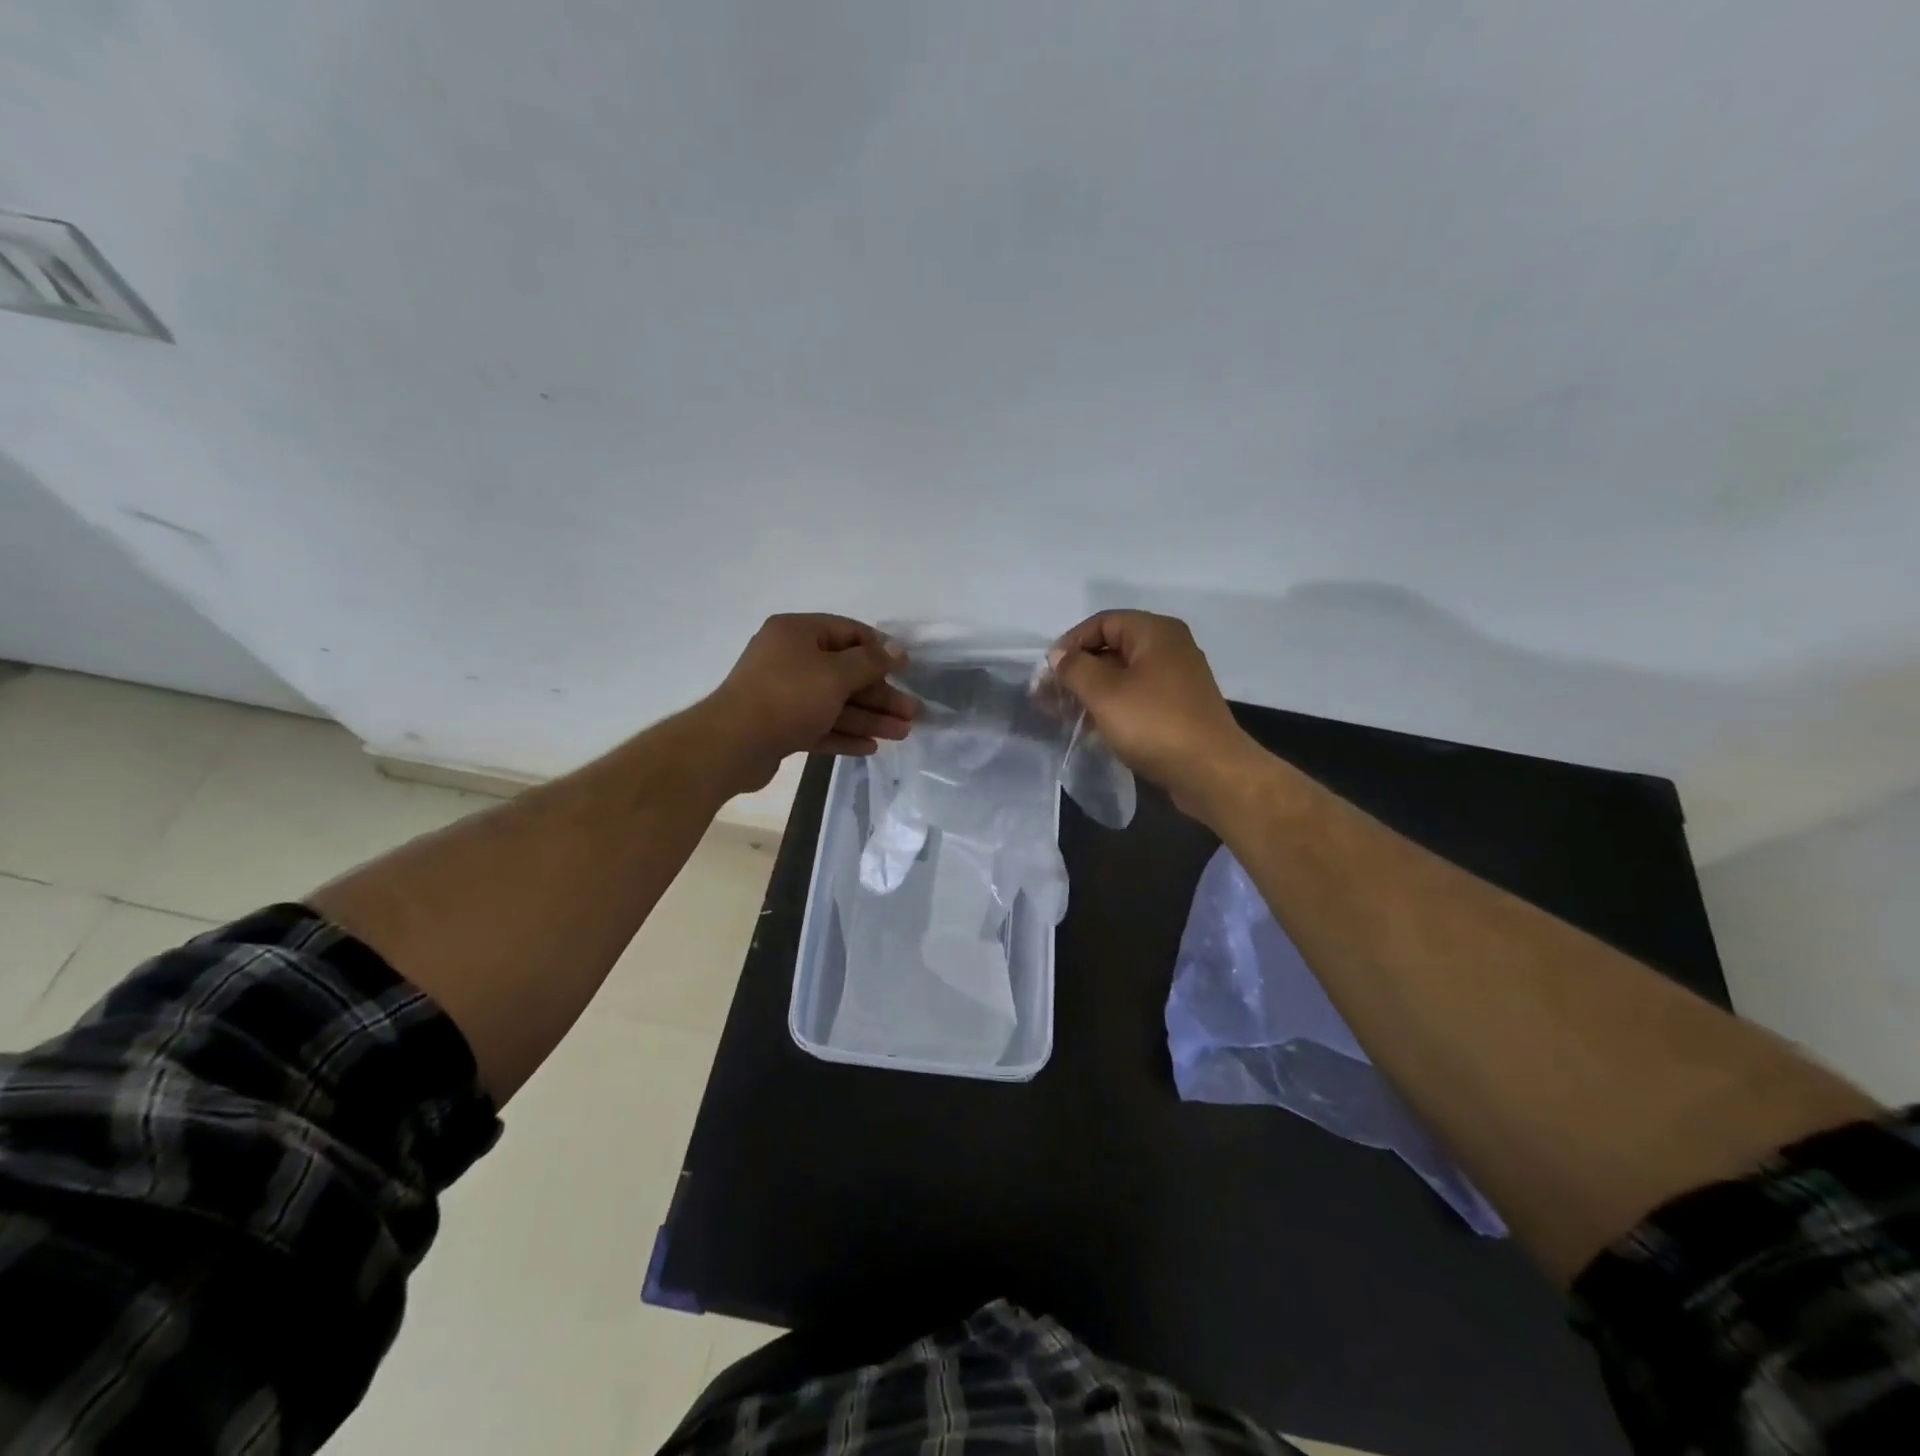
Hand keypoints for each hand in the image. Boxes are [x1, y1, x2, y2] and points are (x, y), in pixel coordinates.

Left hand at [701, 614, 916, 791]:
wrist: (732, 745)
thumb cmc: (788, 697)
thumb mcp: (835, 674)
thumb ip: (870, 661)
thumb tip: (896, 648)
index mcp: (797, 633)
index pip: (847, 632)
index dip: (880, 649)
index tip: (906, 668)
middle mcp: (789, 658)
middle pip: (845, 672)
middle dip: (880, 693)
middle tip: (911, 712)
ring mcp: (783, 694)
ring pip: (835, 702)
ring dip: (869, 717)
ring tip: (902, 733)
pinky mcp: (780, 726)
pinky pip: (819, 725)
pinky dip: (844, 734)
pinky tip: (871, 747)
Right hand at [1049, 611, 1262, 820]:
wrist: (1210, 772)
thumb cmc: (1154, 724)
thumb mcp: (1104, 693)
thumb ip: (1075, 668)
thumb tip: (1059, 656)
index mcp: (1155, 632)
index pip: (1102, 622)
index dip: (1070, 643)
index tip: (1048, 672)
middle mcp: (1169, 647)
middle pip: (1112, 647)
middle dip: (1078, 670)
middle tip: (1049, 695)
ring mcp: (1177, 679)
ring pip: (1123, 675)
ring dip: (1091, 691)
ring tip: (1063, 713)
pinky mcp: (1178, 708)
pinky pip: (1137, 697)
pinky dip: (1112, 706)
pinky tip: (1091, 727)